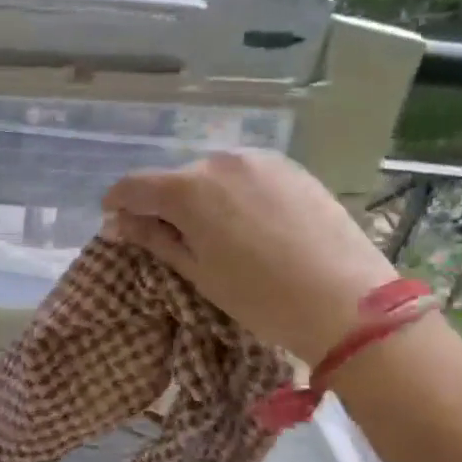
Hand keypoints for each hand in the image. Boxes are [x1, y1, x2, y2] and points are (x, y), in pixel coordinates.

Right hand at [102, 151, 397, 363]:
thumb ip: (154, 239)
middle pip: (175, 179)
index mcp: (189, 189)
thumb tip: (117, 223)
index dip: (118, 204)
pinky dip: (234, 194)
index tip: (116, 223)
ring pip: (212, 175)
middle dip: (164, 204)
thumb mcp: (197, 272)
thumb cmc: (259, 296)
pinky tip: (249, 226)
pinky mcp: (292, 168)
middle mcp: (221, 161)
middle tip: (171, 240)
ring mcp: (261, 160)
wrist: (346, 301)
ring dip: (201, 198)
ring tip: (216, 235)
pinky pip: (245, 176)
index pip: (134, 186)